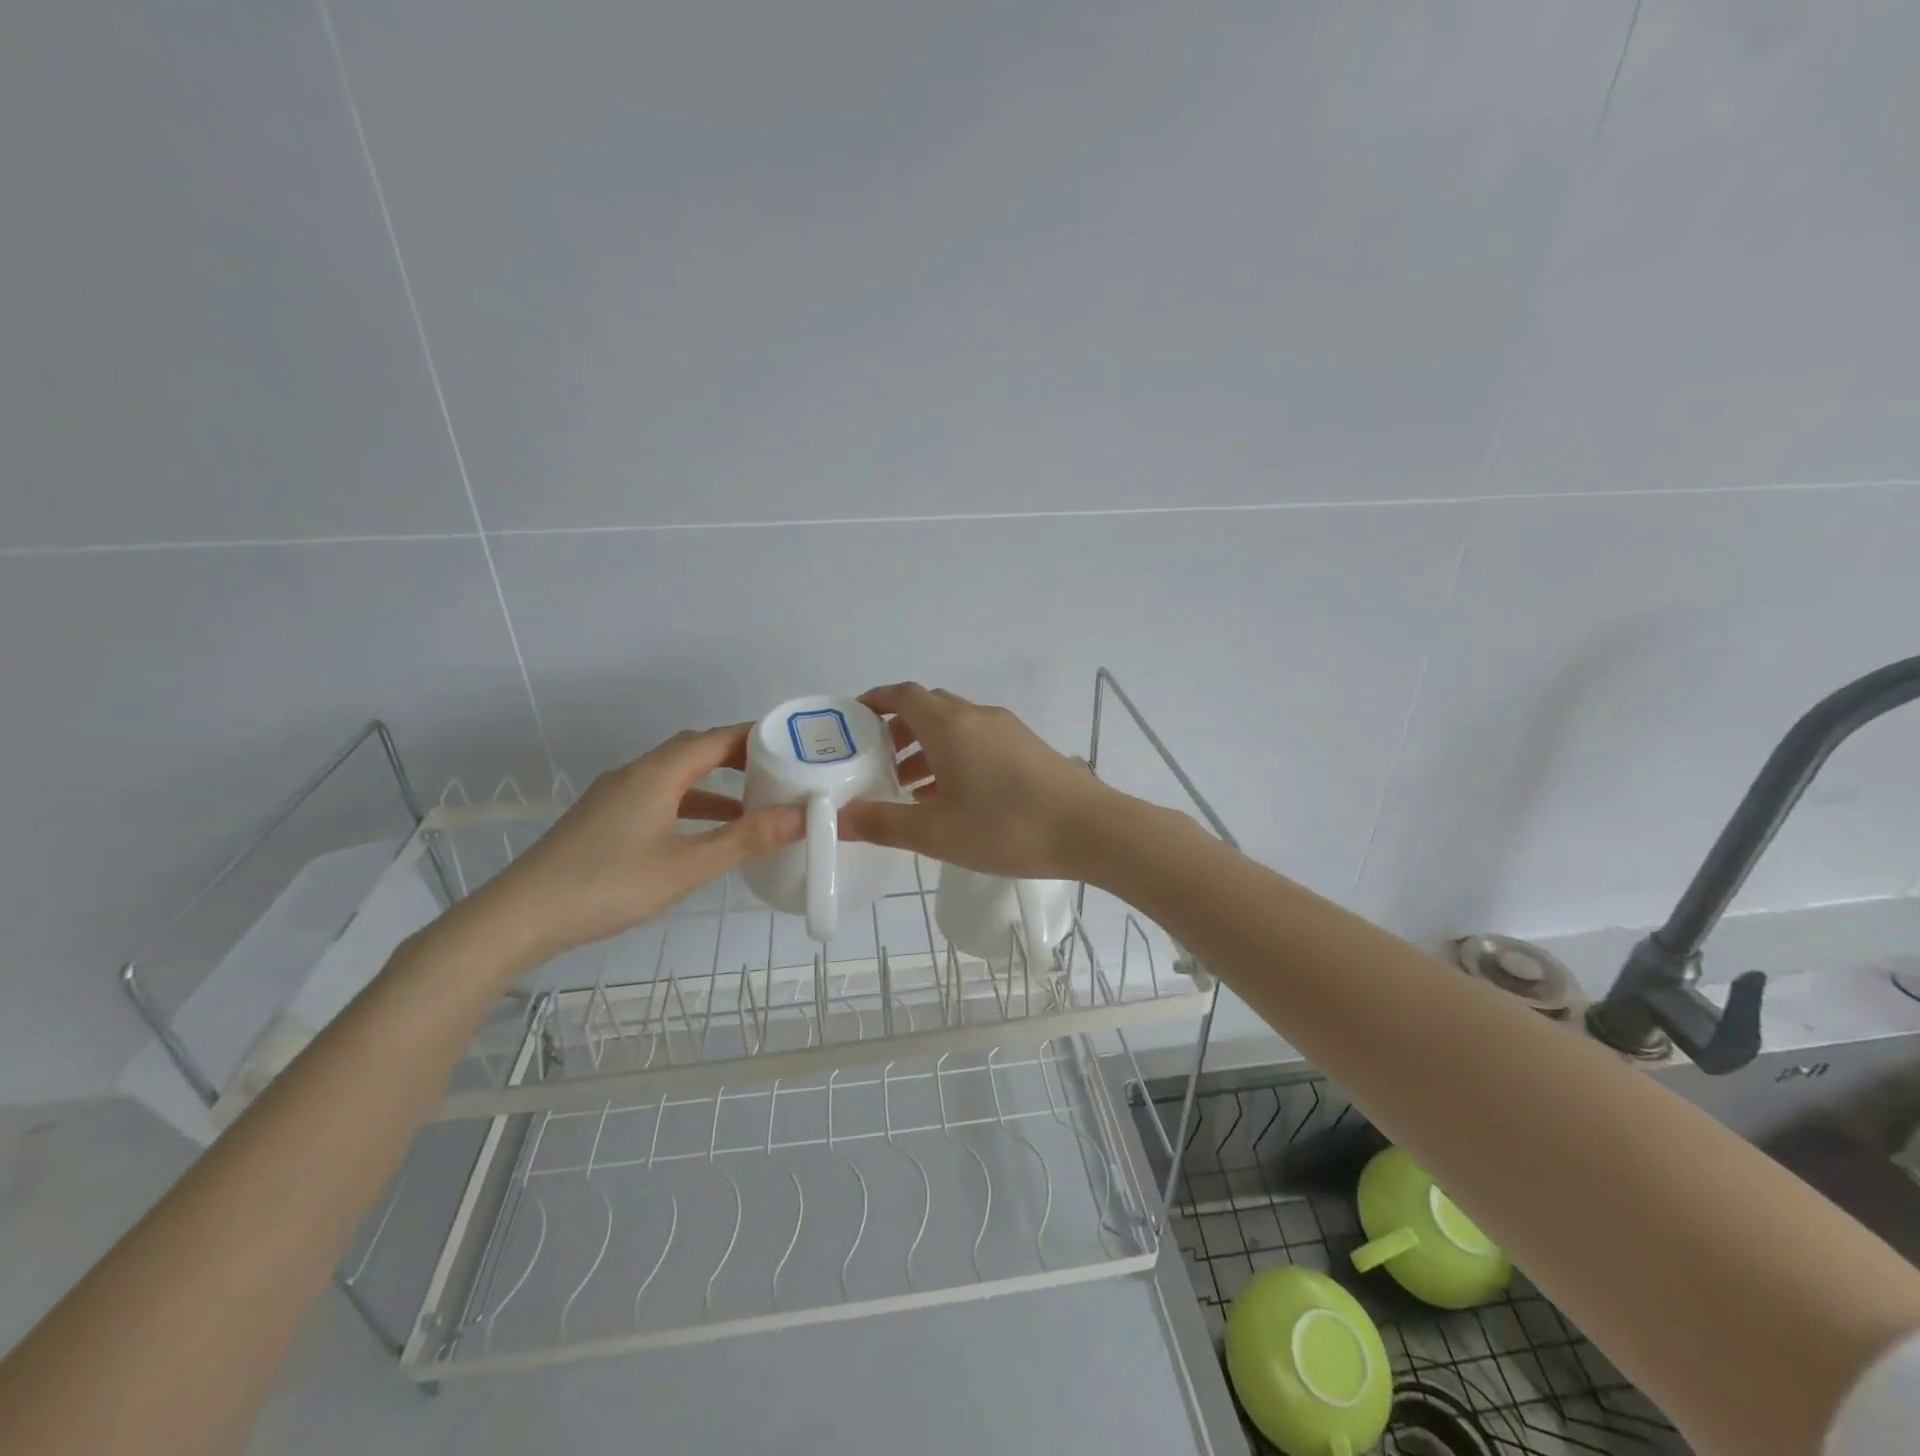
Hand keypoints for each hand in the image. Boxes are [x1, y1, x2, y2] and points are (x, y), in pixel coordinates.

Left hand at [474, 725, 802, 962]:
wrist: (520, 916)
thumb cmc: (609, 885)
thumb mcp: (687, 866)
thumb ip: (745, 840)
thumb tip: (801, 816)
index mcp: (657, 774)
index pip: (716, 738)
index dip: (755, 736)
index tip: (793, 744)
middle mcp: (636, 774)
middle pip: (694, 750)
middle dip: (738, 756)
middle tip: (778, 772)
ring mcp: (615, 796)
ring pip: (675, 775)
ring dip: (714, 784)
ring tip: (751, 805)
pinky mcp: (604, 819)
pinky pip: (658, 796)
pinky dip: (689, 804)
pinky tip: (702, 834)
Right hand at [840, 683, 1124, 879]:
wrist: (1090, 830)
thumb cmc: (1006, 827)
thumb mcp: (936, 833)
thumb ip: (883, 823)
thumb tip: (837, 818)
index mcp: (949, 725)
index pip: (903, 695)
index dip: (874, 701)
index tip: (852, 718)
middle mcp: (977, 716)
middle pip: (929, 708)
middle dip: (898, 730)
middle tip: (878, 763)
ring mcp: (1007, 730)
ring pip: (955, 726)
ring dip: (928, 747)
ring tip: (911, 788)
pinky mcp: (1028, 747)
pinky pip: (979, 740)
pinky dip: (956, 756)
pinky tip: (955, 797)